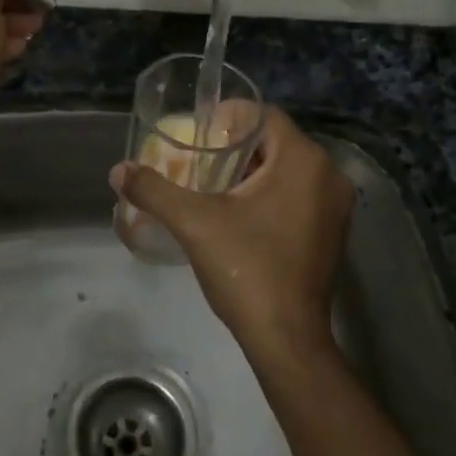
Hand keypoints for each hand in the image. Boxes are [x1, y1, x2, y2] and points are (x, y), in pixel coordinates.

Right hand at [109, 108, 354, 358]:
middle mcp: (329, 175)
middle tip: (200, 159)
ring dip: (254, 171)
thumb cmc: (246, 270)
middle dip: (237, 147)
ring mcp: (337, 206)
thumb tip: (118, 170)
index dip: (228, 118)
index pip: (263, 115)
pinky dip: (273, 193)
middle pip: (276, 141)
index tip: (198, 133)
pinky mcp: (334, 231)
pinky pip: (300, 193)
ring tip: (214, 184)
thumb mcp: (194, 223)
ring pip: (289, 169)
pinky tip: (241, 213)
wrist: (287, 339)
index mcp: (304, 160)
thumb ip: (155, 190)